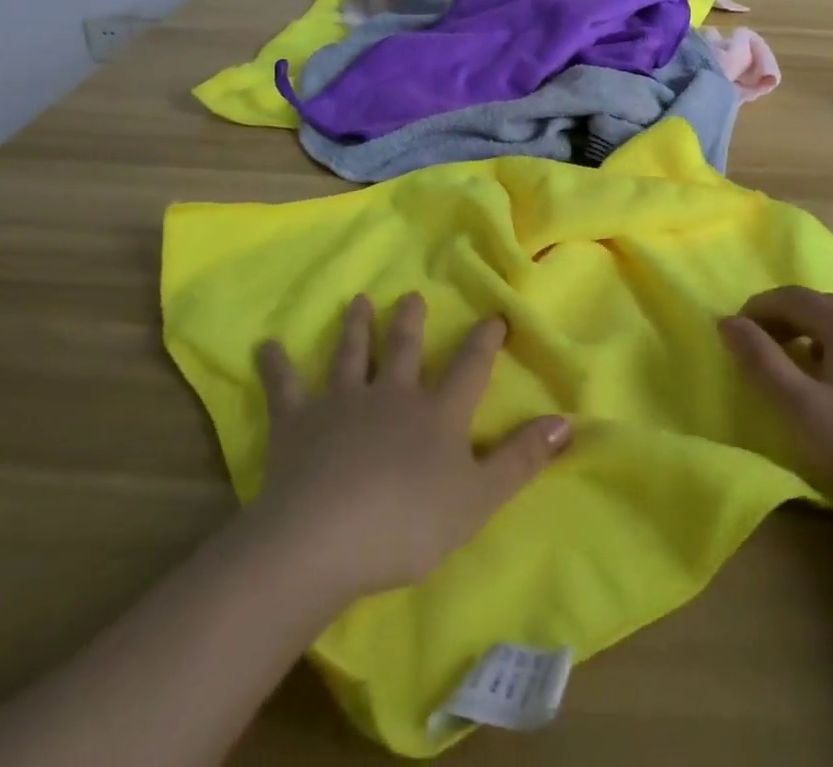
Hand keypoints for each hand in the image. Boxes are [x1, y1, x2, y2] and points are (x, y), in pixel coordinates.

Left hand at [247, 294, 570, 600]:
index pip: (468, 368)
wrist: (324, 538)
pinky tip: (265, 346)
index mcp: (436, 412)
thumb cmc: (408, 523)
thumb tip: (567, 421)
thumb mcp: (478, 499)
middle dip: (409, 321)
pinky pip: (284, 387)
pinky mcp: (297, 422)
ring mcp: (341, 402)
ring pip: (350, 354)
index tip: (493, 315)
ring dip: (354, 328)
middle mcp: (390, 394)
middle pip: (401, 348)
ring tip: (357, 301)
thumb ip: (521, 459)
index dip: (483, 342)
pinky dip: (275, 366)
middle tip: (409, 295)